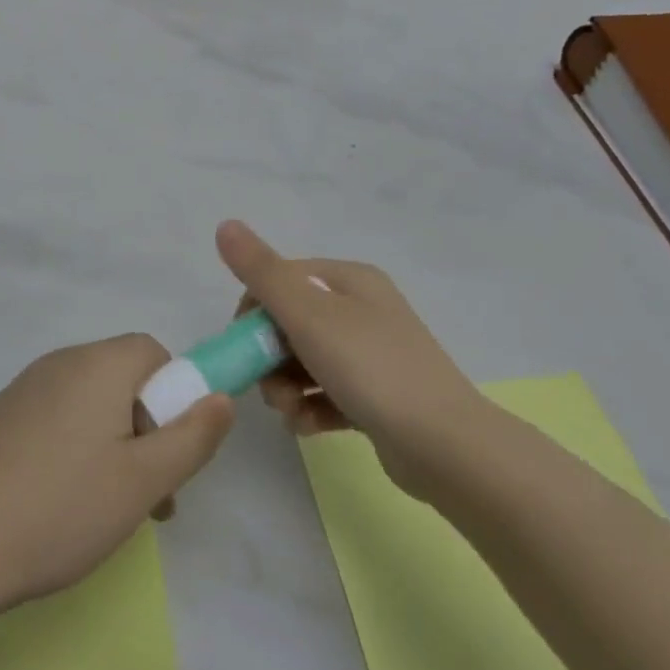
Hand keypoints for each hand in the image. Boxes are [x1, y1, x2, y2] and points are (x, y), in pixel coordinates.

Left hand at [0, 335, 233, 613]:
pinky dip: (75, 453)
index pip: (155, 354)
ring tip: (108, 512)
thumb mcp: (142, 480)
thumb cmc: (58, 509)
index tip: (170, 454)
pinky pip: (57, 423)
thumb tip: (222, 396)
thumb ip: (192, 437)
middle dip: (148, 431)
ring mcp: (22, 391)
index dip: (175, 398)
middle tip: (148, 496)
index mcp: (97, 364)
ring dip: (114, 448)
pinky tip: (62, 507)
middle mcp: (59, 364)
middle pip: (124, 380)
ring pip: (91, 407)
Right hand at [216, 220, 482, 497]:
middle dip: (269, 357)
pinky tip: (307, 426)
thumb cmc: (371, 368)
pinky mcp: (375, 396)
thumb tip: (225, 225)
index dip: (254, 311)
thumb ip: (263, 272)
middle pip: (290, 324)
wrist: (443, 444)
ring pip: (305, 362)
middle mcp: (362, 310)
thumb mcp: (309, 314)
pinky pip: (326, 393)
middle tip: (268, 386)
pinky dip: (310, 408)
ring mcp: (371, 354)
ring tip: (289, 411)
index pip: (281, 281)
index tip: (244, 346)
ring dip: (285, 387)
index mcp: (350, 280)